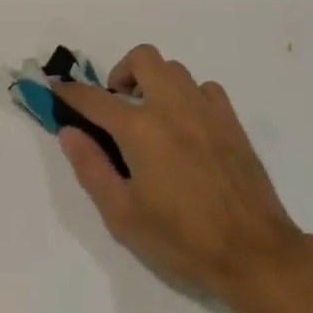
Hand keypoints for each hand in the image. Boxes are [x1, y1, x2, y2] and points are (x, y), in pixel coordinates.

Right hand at [52, 45, 305, 307]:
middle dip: (121, 72)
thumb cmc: (181, 239)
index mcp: (140, 129)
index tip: (58, 89)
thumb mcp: (122, 214)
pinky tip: (186, 126)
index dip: (71, 92)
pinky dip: (189, 96)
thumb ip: (91, 167)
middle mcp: (172, 108)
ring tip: (150, 116)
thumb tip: (69, 132)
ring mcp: (207, 112)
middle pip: (143, 58)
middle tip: (115, 104)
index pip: (95, 99)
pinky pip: (206, 89)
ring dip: (155, 82)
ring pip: (176, 70)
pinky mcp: (233, 123)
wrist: (255, 254)